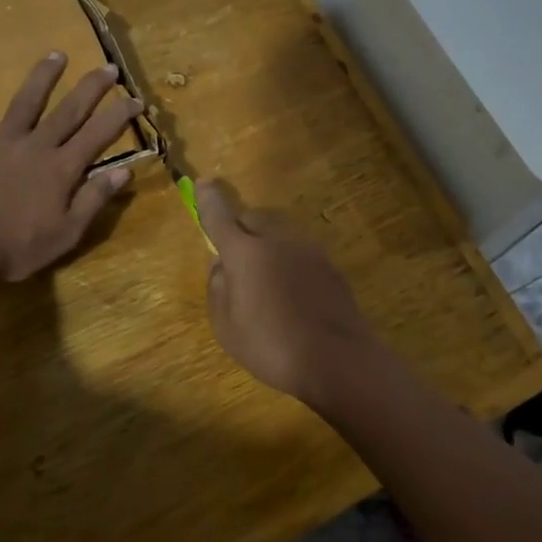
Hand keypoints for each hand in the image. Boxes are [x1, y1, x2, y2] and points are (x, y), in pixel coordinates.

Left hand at [0, 52, 141, 283]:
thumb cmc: (17, 247)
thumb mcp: (66, 233)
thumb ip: (94, 199)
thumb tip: (124, 171)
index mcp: (62, 169)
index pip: (98, 135)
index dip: (119, 115)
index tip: (136, 98)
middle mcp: (36, 146)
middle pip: (68, 110)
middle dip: (91, 87)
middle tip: (108, 67)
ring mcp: (1, 143)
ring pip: (26, 102)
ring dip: (42, 77)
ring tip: (56, 54)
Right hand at [195, 181, 386, 409]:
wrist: (338, 359)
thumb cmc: (271, 344)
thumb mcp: (226, 325)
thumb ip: (218, 287)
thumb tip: (221, 264)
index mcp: (245, 252)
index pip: (220, 216)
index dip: (209, 200)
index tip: (203, 183)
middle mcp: (277, 239)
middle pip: (253, 219)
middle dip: (240, 230)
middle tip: (234, 262)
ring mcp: (308, 250)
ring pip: (278, 234)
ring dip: (266, 246)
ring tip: (264, 284)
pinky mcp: (328, 265)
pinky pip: (298, 253)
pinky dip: (288, 263)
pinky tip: (291, 295)